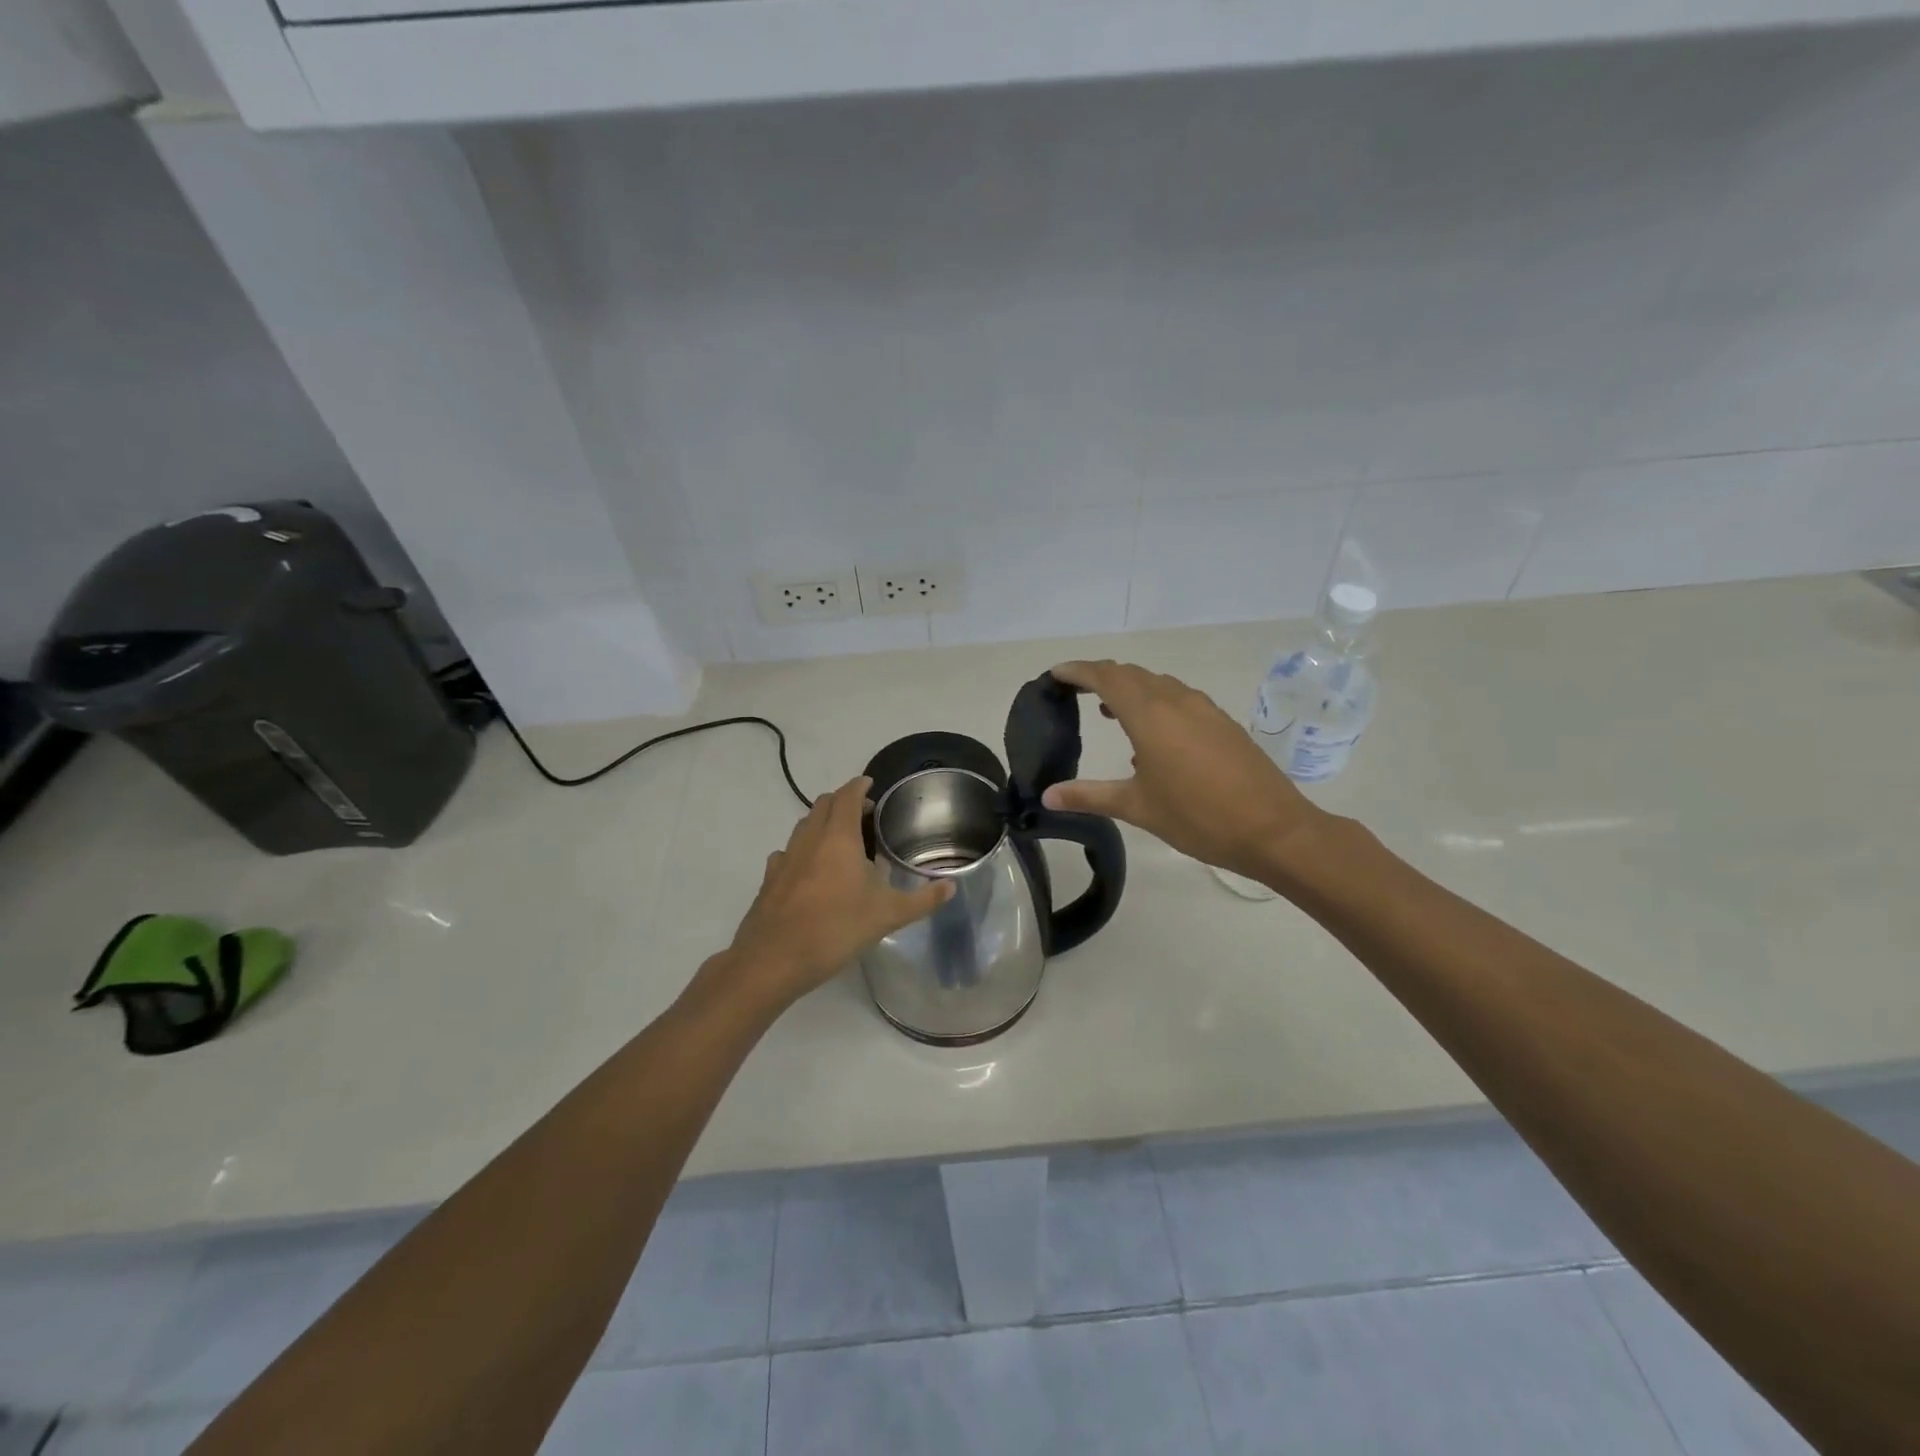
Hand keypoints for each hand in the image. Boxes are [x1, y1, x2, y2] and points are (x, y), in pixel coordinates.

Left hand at [720, 777, 952, 1009]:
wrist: (774, 960)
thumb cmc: (836, 929)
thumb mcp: (887, 916)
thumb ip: (922, 900)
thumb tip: (951, 886)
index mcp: (838, 838)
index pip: (848, 796)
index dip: (859, 786)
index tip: (871, 784)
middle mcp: (809, 839)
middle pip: (822, 804)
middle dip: (842, 801)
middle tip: (863, 813)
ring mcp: (785, 858)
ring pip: (803, 826)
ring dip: (821, 822)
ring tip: (840, 839)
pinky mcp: (769, 879)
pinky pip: (787, 852)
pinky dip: (802, 850)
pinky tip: (809, 869)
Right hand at [1043, 660, 1328, 884]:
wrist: (1274, 830)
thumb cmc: (1198, 817)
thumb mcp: (1137, 807)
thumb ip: (1090, 796)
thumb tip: (1047, 796)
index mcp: (1150, 715)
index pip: (1106, 677)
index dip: (1078, 671)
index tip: (1055, 674)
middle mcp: (1176, 701)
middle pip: (1131, 674)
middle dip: (1100, 676)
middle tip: (1074, 690)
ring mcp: (1204, 709)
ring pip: (1157, 684)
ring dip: (1129, 688)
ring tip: (1107, 711)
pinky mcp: (1222, 722)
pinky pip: (1179, 698)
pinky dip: (1154, 702)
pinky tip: (1151, 736)